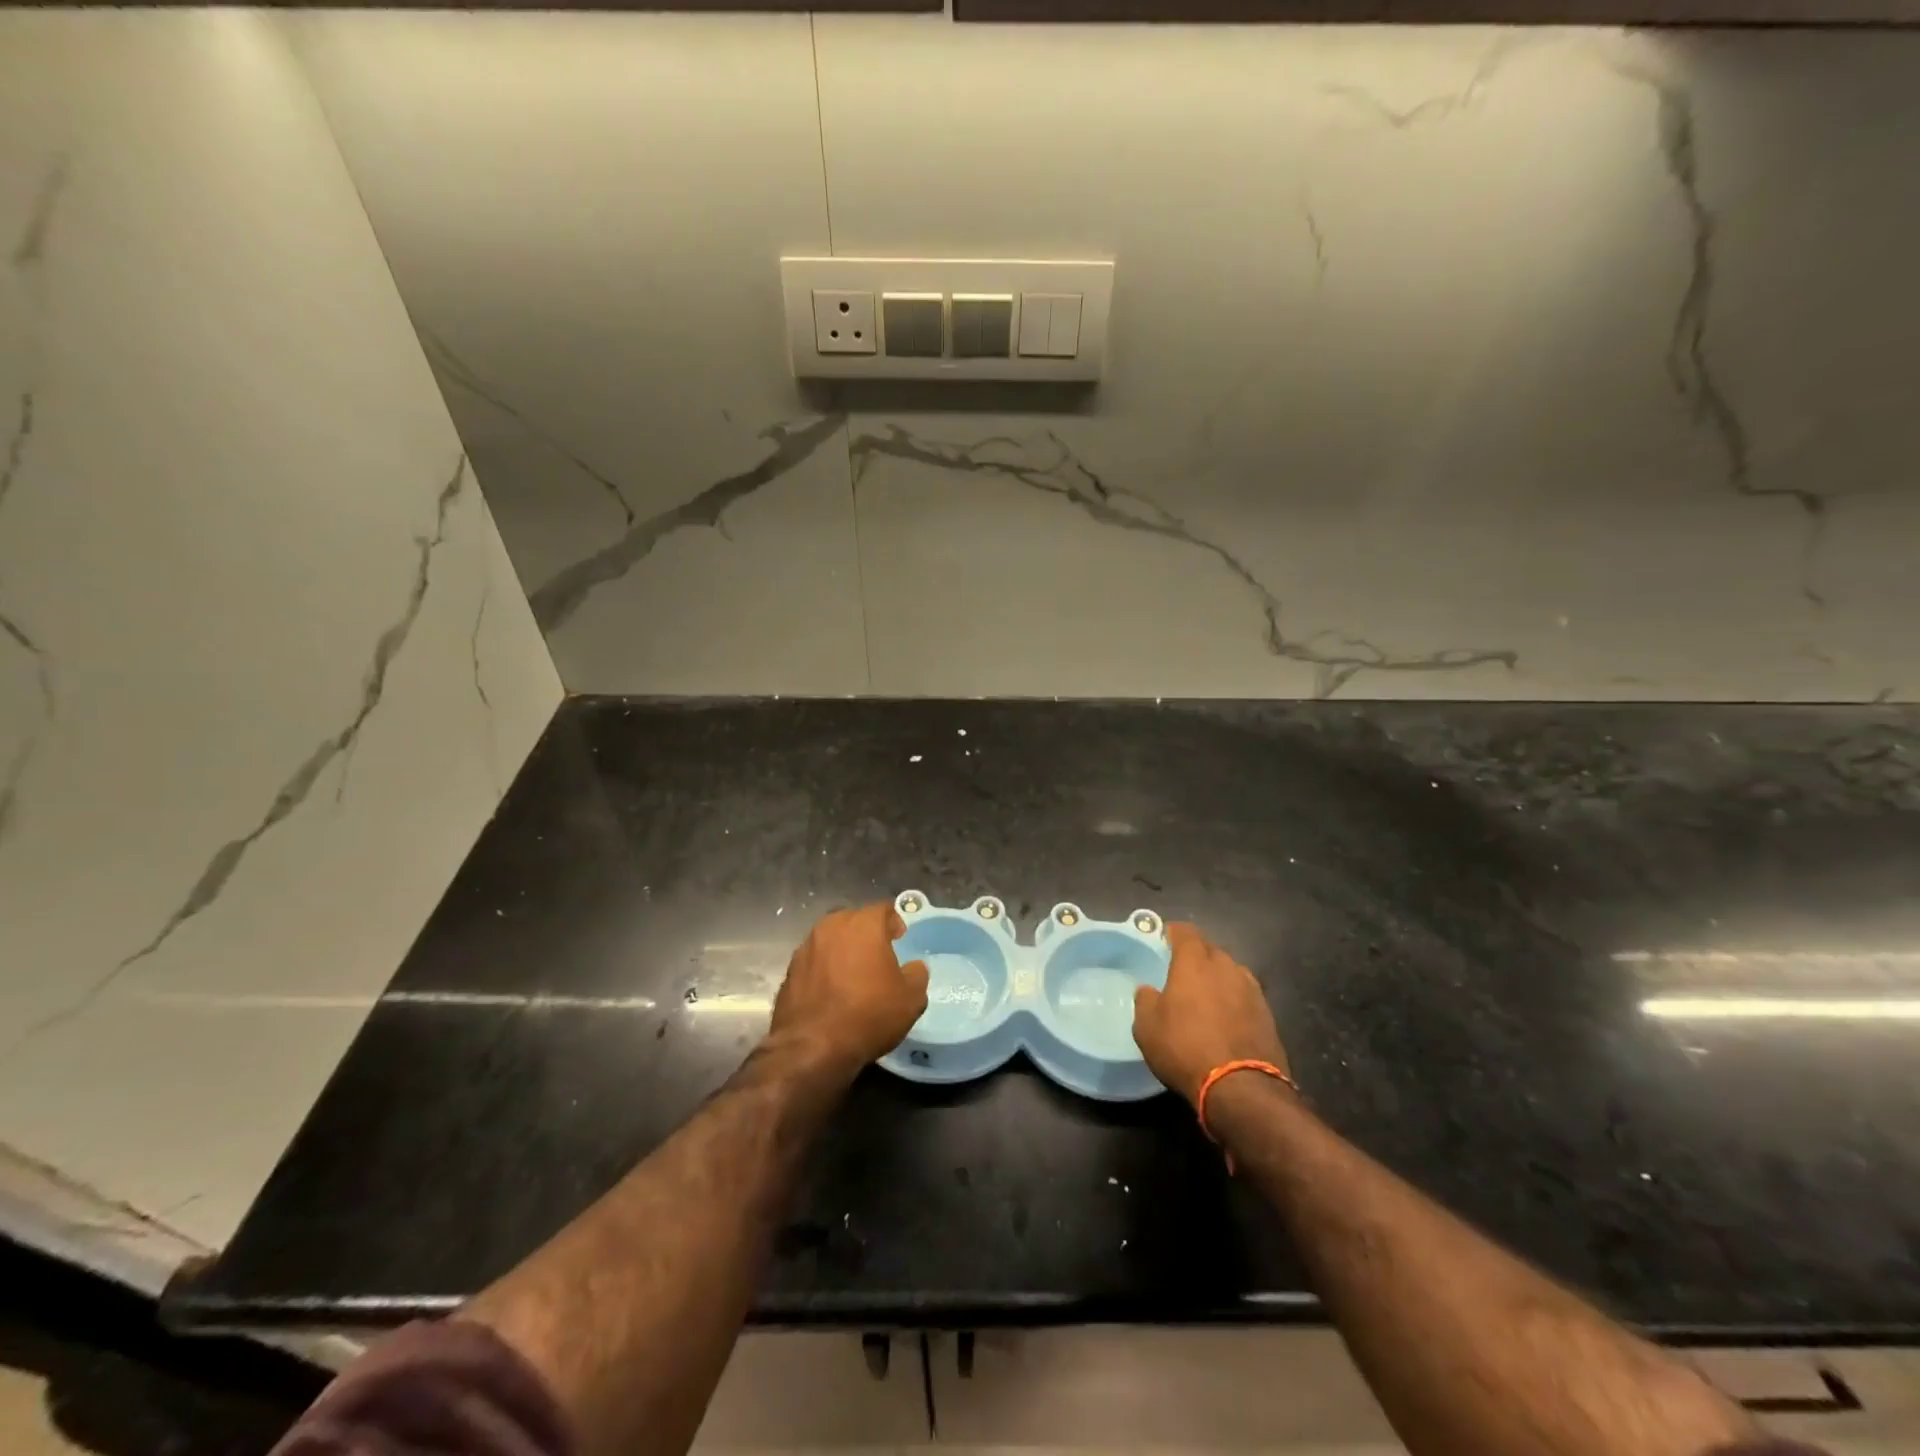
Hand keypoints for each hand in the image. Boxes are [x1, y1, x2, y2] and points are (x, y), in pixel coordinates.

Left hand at [768, 903, 929, 1077]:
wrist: (812, 1047)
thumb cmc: (868, 1015)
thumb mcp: (910, 999)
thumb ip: (916, 975)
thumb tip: (914, 967)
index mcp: (864, 924)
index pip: (883, 909)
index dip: (894, 921)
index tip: (900, 938)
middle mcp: (832, 926)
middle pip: (854, 920)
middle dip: (867, 933)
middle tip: (878, 955)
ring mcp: (807, 946)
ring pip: (831, 939)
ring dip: (843, 950)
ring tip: (853, 974)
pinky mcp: (790, 969)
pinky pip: (815, 960)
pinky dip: (824, 968)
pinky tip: (832, 990)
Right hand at [1132, 923, 1287, 1106]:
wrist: (1242, 1089)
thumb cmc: (1185, 1049)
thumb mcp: (1147, 1027)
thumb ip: (1145, 1000)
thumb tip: (1148, 990)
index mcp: (1195, 962)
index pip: (1185, 932)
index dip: (1173, 933)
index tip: (1164, 939)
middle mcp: (1226, 967)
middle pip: (1210, 950)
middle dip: (1196, 956)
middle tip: (1181, 972)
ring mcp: (1252, 990)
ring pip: (1230, 972)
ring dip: (1218, 979)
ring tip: (1205, 996)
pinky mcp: (1268, 1015)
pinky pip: (1245, 996)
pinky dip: (1234, 1001)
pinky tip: (1226, 1018)